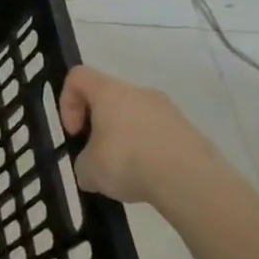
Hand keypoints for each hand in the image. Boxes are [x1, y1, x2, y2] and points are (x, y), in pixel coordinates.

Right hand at [58, 64, 227, 210]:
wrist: (191, 182)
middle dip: (99, 126)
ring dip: (126, 140)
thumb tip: (92, 170)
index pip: (78, 76)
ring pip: (136, 118)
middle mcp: (140, 93)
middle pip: (110, 98)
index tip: (75, 132)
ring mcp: (169, 111)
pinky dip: (150, 152)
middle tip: (98, 156)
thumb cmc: (128, 162)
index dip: (67, 102)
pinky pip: (159, 136)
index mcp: (109, 92)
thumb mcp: (89, 169)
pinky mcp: (191, 132)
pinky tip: (150, 178)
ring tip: (127, 173)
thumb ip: (84, 163)